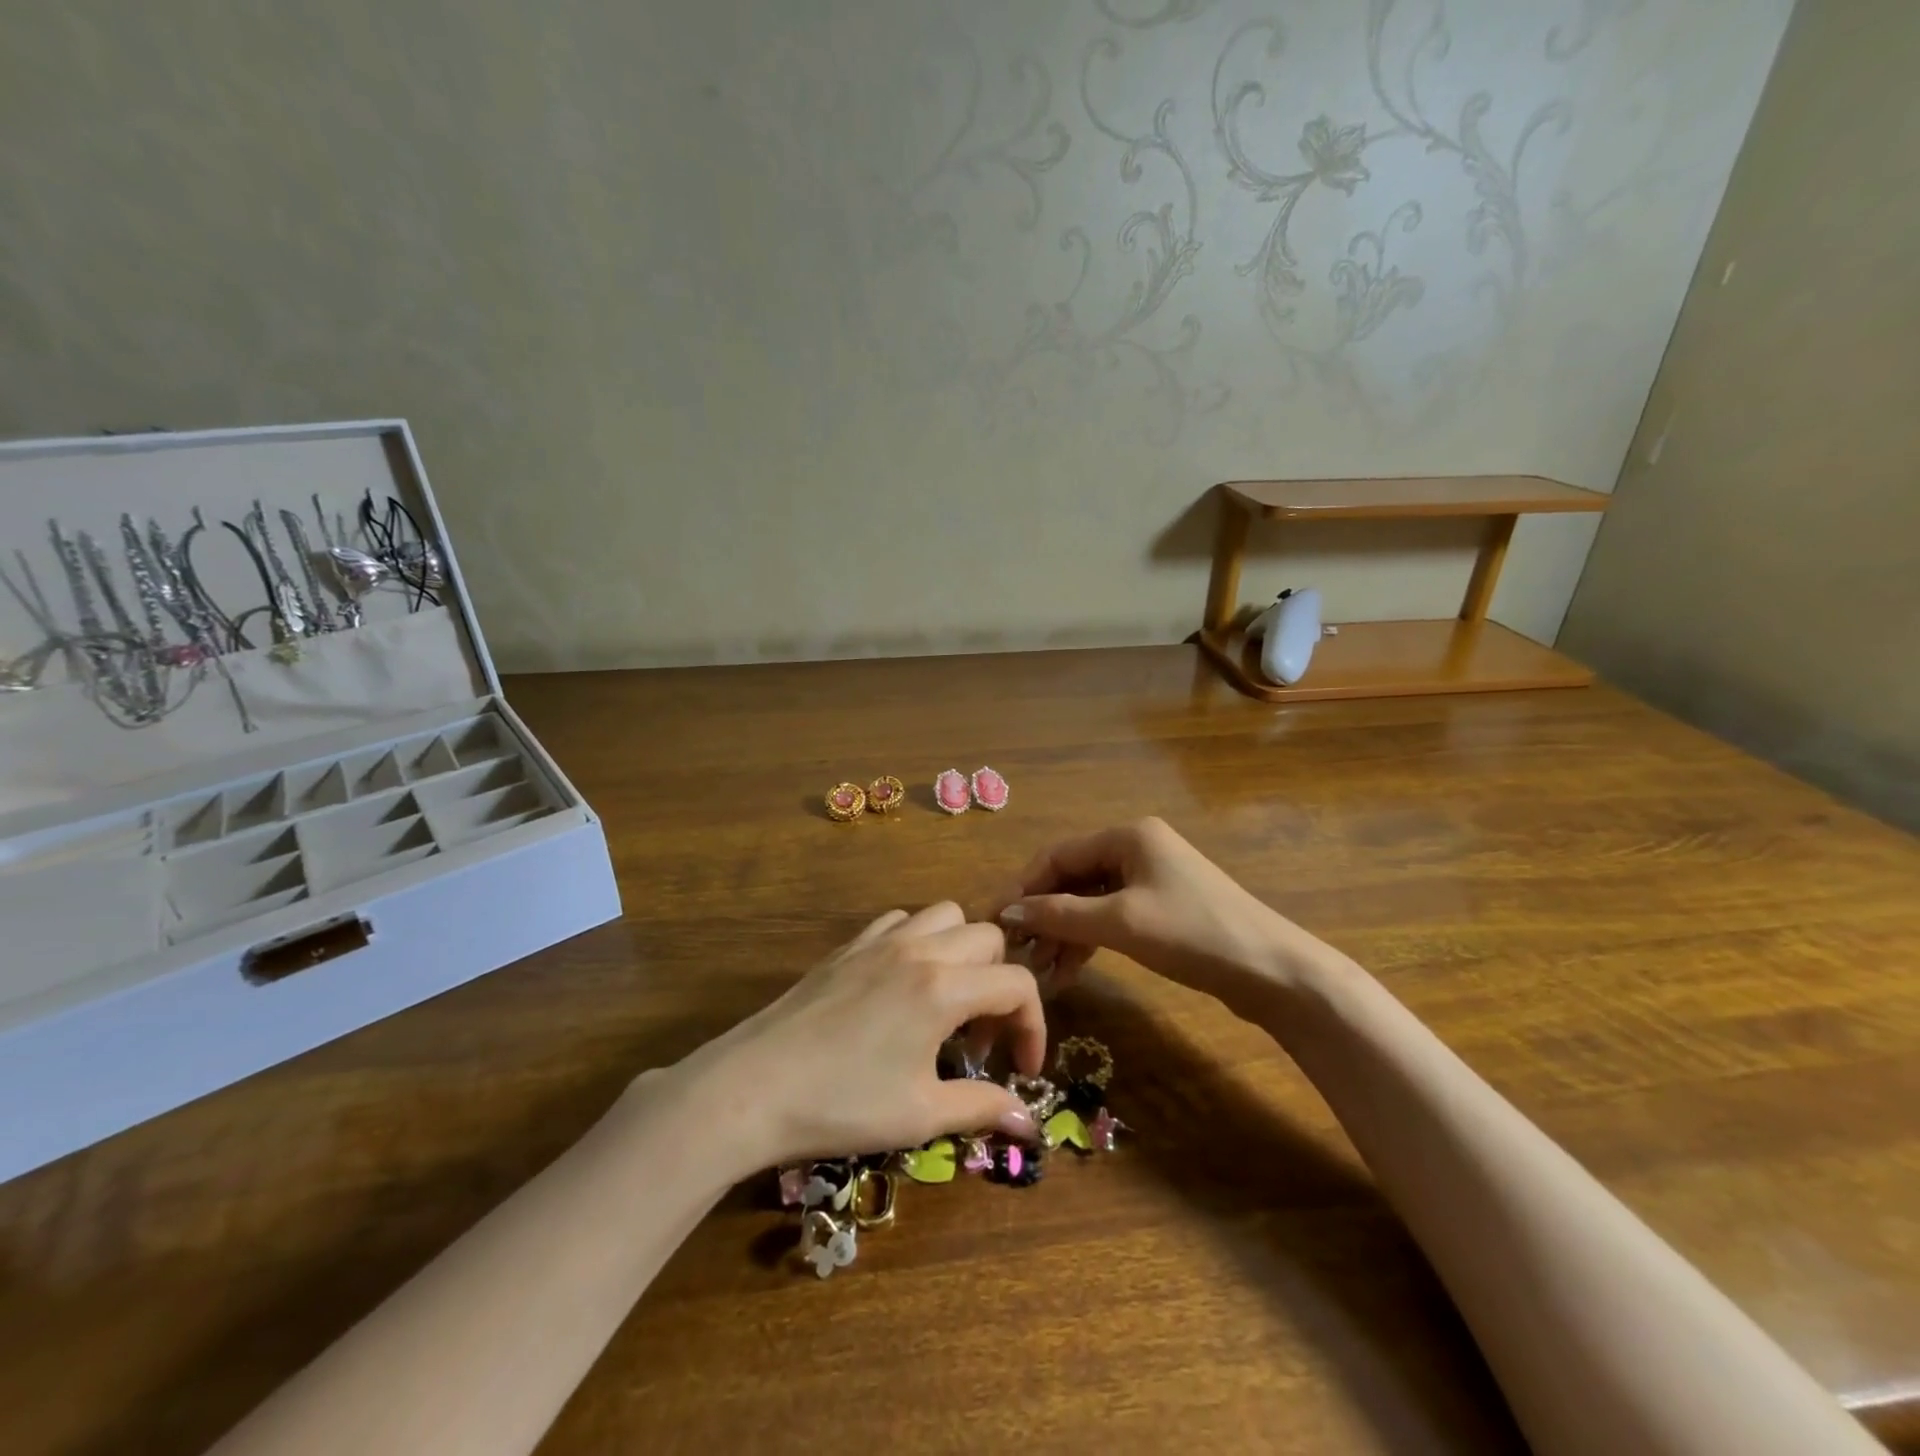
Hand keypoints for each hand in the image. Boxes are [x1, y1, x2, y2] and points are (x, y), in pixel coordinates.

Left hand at [679, 902, 1044, 1171]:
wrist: (752, 1087)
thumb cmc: (842, 1105)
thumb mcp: (920, 1114)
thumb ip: (983, 1108)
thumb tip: (1030, 1122)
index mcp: (943, 988)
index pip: (1017, 985)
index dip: (1033, 1026)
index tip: (1021, 1069)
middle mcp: (919, 949)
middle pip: (988, 938)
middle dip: (1000, 984)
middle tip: (979, 1038)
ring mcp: (879, 941)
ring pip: (945, 915)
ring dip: (963, 951)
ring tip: (947, 1000)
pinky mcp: (848, 946)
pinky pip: (900, 920)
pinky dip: (918, 939)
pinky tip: (902, 983)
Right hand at [996, 817, 1328, 1008]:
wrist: (1273, 971)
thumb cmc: (1193, 934)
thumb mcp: (1121, 923)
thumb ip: (1061, 914)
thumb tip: (1009, 911)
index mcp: (1127, 836)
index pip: (1057, 855)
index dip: (1022, 886)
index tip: (993, 918)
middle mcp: (1136, 848)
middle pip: (1072, 877)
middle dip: (1042, 913)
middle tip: (1013, 949)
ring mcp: (1150, 878)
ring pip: (1089, 900)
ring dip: (1063, 932)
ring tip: (1037, 968)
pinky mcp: (1161, 908)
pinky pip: (1110, 916)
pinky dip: (1088, 940)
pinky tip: (1067, 971)